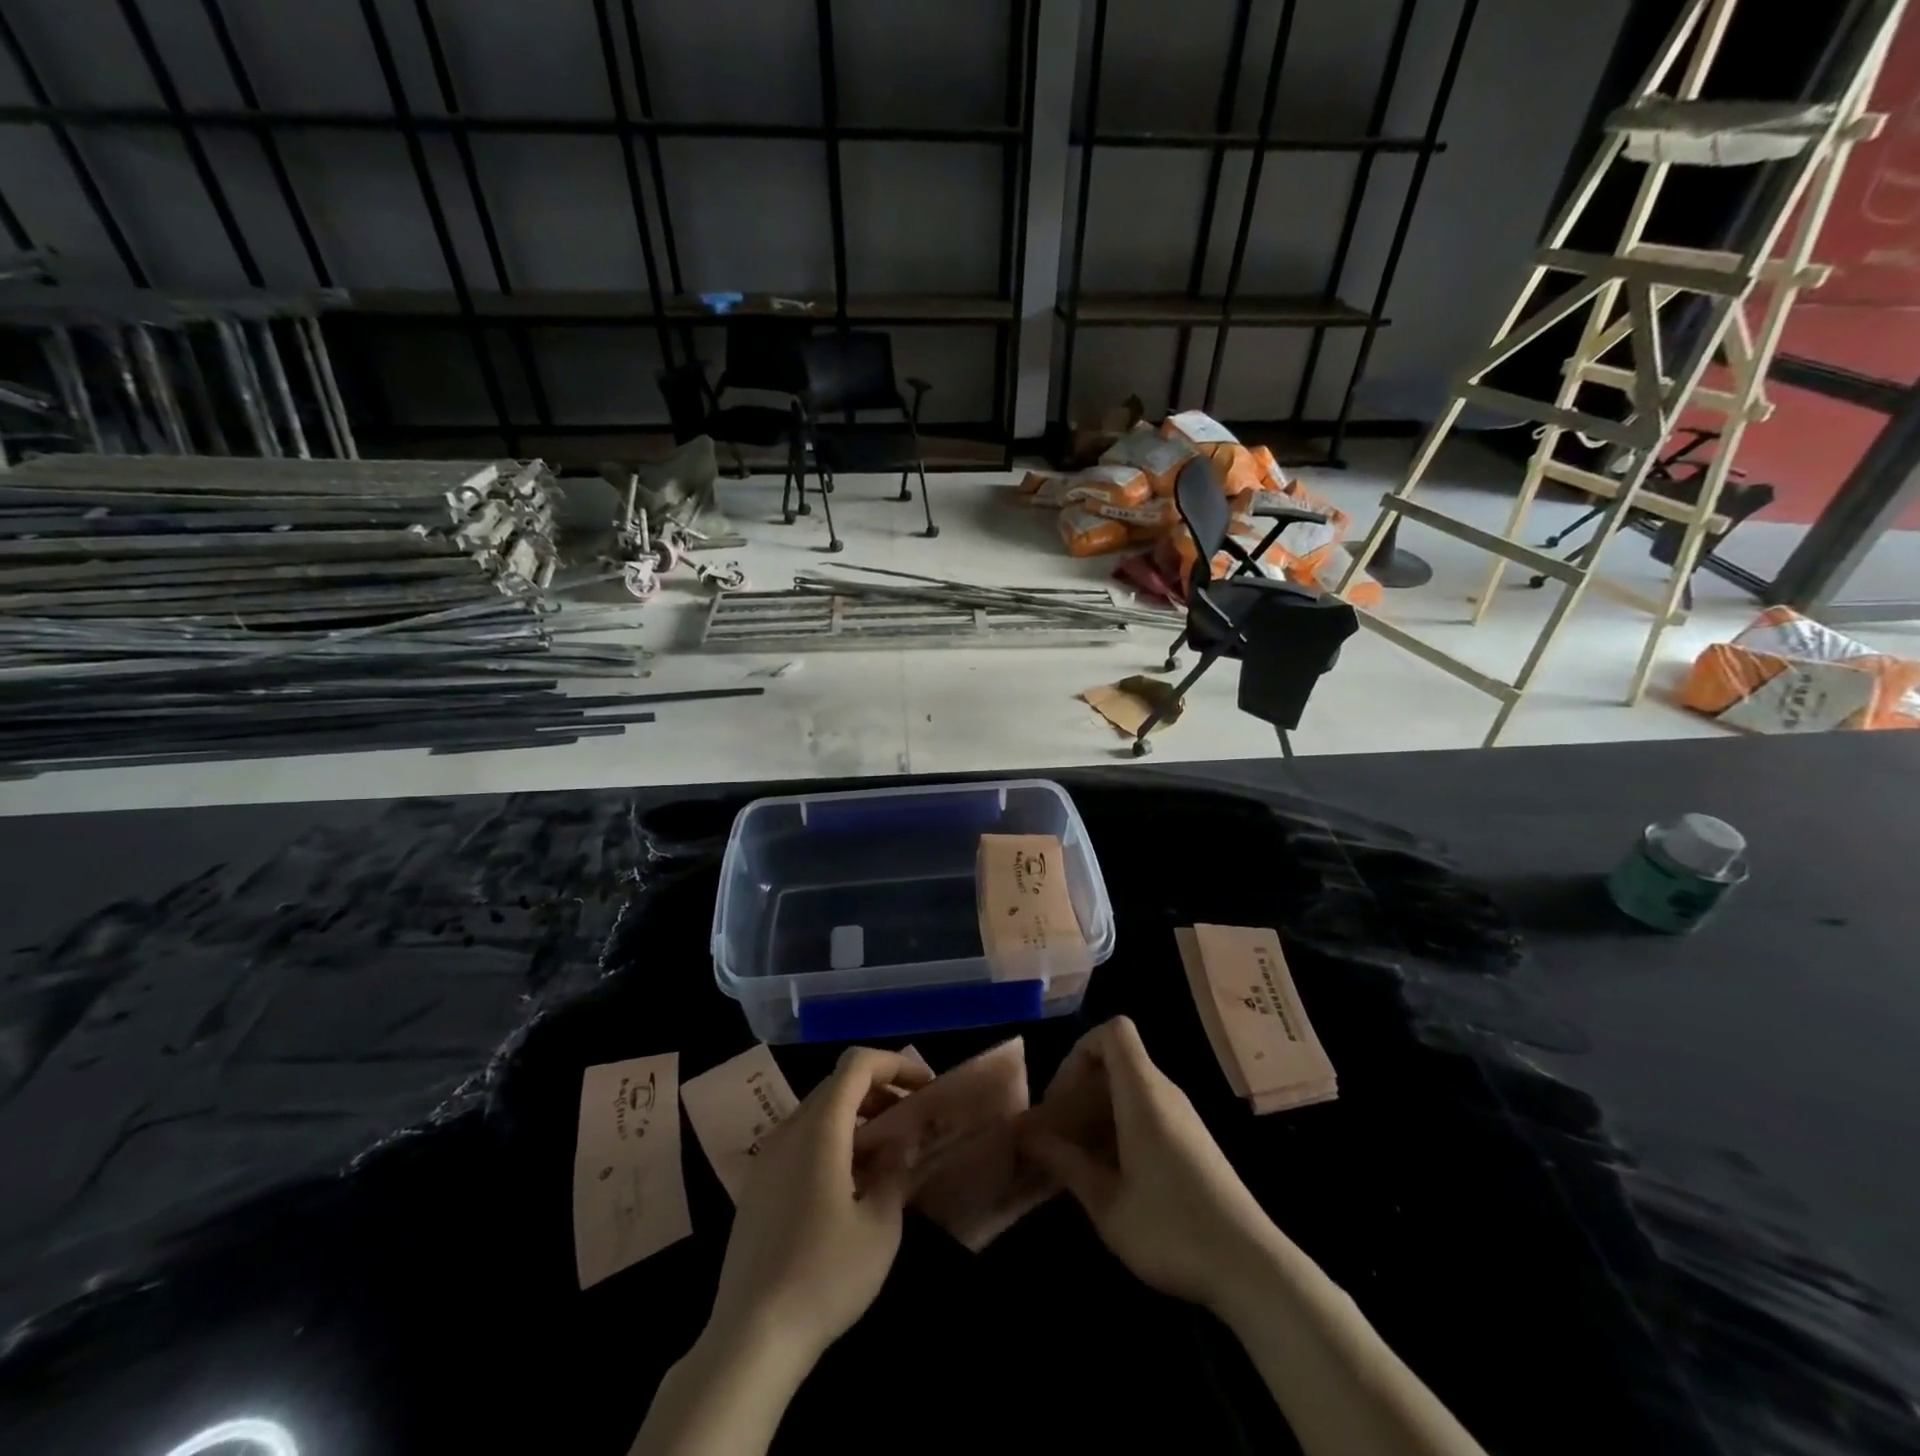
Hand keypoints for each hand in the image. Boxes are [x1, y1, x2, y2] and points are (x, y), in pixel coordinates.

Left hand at [705, 1047, 931, 1367]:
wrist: (750, 1338)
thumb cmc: (824, 1275)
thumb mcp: (879, 1226)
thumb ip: (895, 1171)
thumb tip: (901, 1142)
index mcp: (819, 1128)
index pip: (857, 1064)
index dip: (894, 1064)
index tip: (924, 1088)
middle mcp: (788, 1130)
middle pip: (836, 1084)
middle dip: (878, 1091)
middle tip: (910, 1120)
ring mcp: (767, 1158)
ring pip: (817, 1112)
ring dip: (855, 1117)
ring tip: (886, 1153)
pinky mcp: (757, 1187)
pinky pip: (800, 1141)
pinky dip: (831, 1141)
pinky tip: (850, 1184)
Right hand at [1020, 1016, 1275, 1311]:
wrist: (1251, 1268)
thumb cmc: (1171, 1230)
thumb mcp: (1106, 1203)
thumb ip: (1065, 1163)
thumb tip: (1028, 1139)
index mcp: (1143, 1093)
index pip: (1113, 1031)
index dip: (1080, 1050)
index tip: (1060, 1097)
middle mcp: (1164, 1093)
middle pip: (1116, 1061)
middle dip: (1079, 1088)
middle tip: (1056, 1134)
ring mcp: (1182, 1117)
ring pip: (1129, 1089)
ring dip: (1096, 1112)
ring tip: (1074, 1159)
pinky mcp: (1192, 1141)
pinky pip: (1145, 1112)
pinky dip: (1118, 1128)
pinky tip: (1108, 1175)